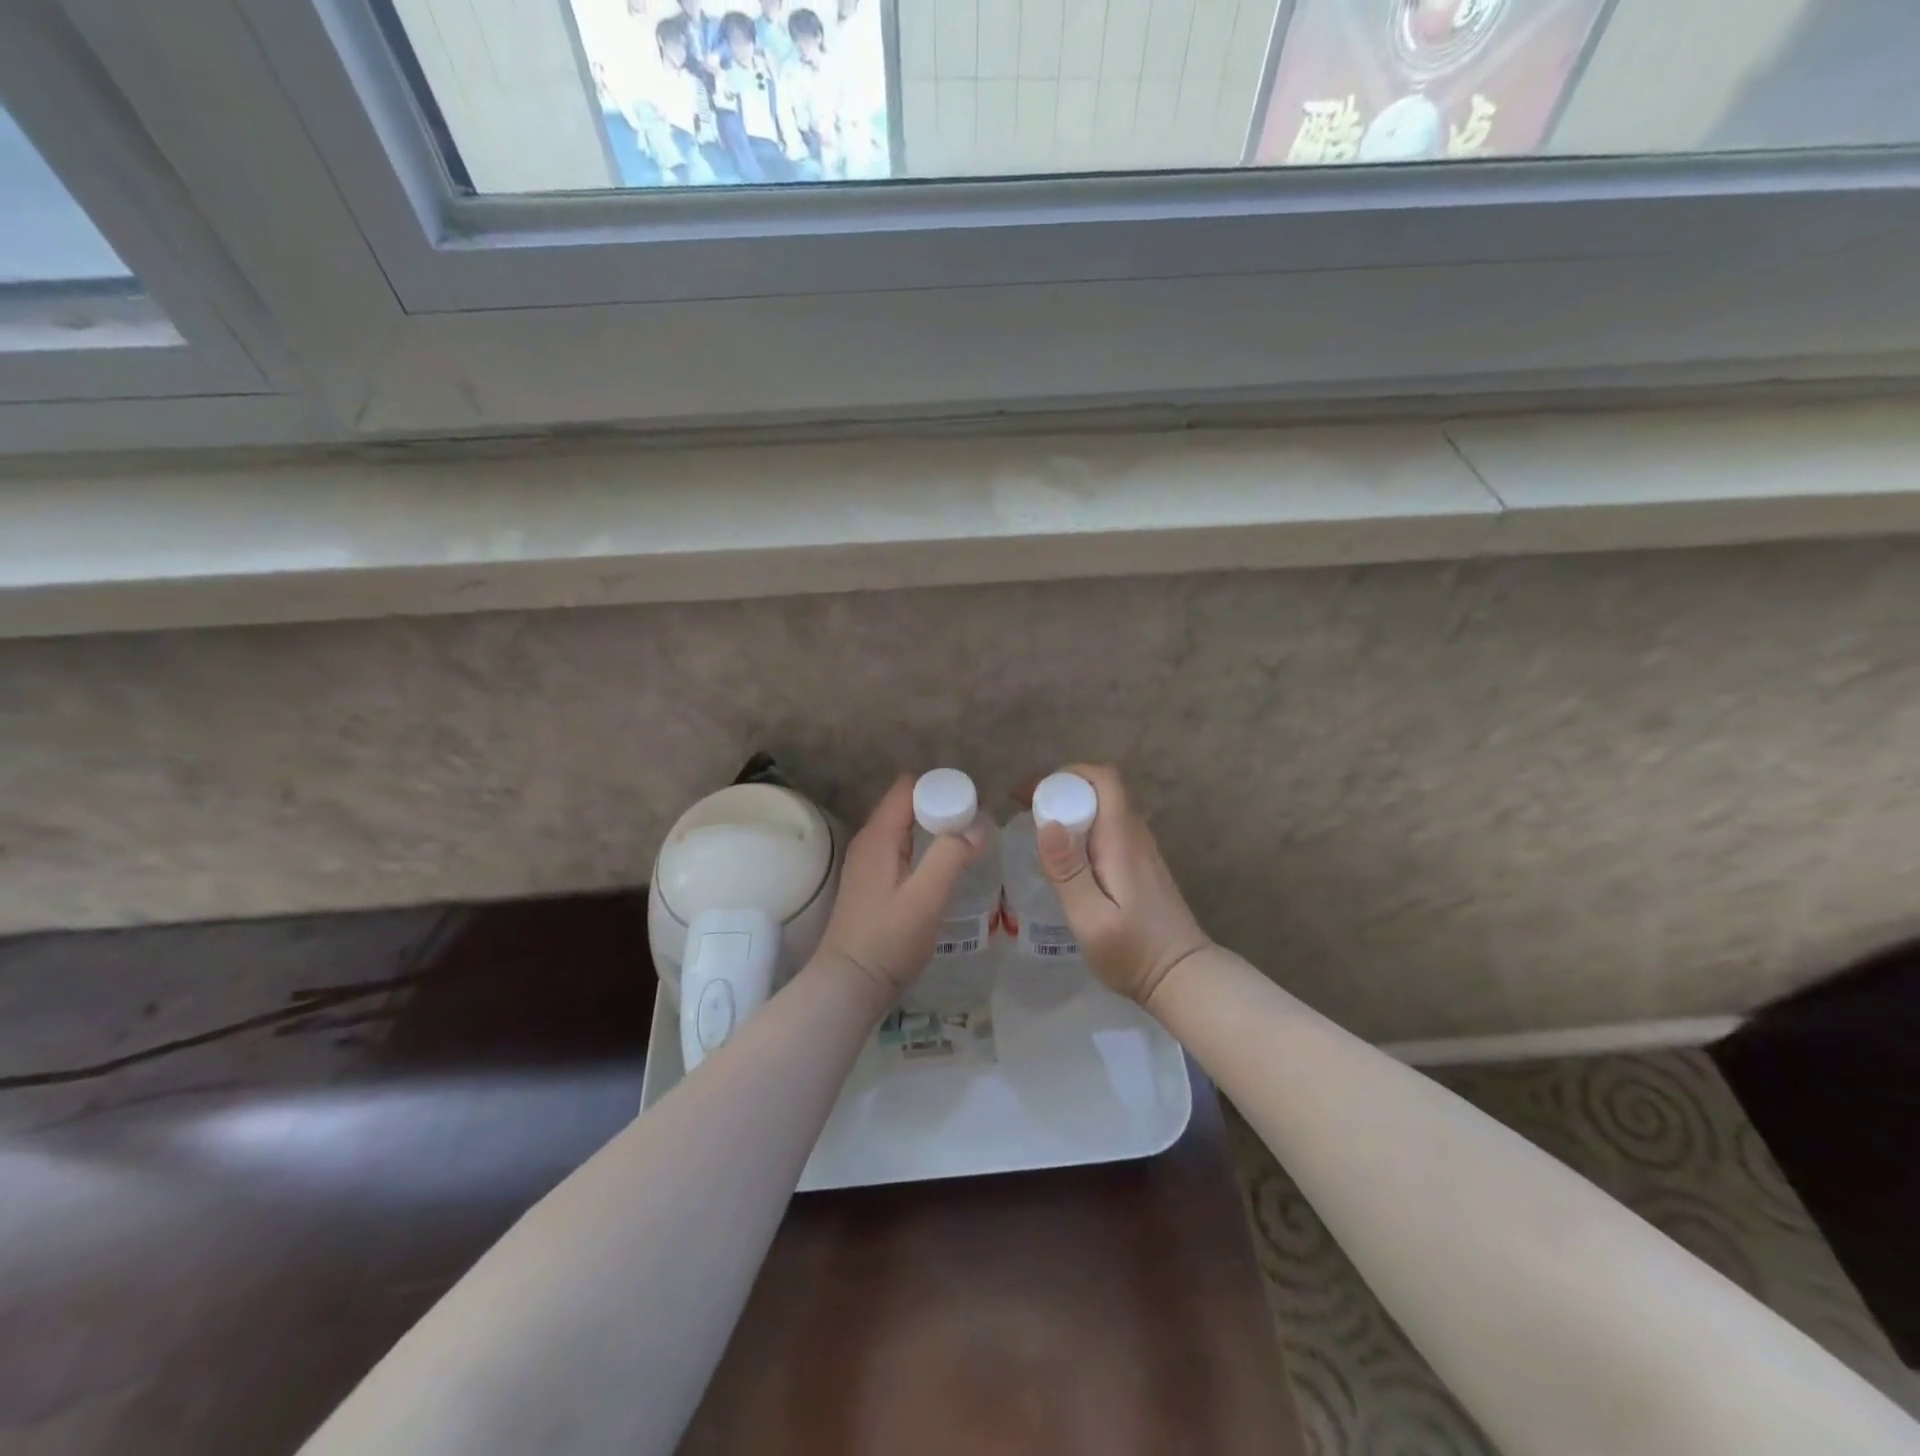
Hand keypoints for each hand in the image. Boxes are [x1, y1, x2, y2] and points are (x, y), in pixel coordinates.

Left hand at [817, 775, 989, 1002]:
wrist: (850, 986)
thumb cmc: (887, 941)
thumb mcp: (926, 898)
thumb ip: (951, 856)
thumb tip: (980, 825)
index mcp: (878, 836)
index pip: (908, 788)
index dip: (940, 788)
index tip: (972, 804)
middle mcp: (869, 842)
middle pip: (908, 805)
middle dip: (942, 807)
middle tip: (976, 827)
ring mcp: (868, 863)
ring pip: (906, 829)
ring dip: (935, 830)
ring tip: (968, 844)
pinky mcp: (873, 884)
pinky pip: (902, 850)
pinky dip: (924, 849)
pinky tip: (944, 869)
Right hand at [1037, 764, 1213, 1007]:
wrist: (1182, 978)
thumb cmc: (1134, 952)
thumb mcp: (1091, 919)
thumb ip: (1068, 872)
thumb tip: (1048, 824)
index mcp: (1122, 840)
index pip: (1103, 779)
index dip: (1066, 775)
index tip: (1031, 793)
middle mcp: (1135, 836)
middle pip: (1101, 790)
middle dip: (1061, 790)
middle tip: (1024, 810)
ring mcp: (1141, 850)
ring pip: (1105, 809)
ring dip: (1071, 808)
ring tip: (1036, 829)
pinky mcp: (1140, 865)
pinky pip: (1109, 829)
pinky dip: (1082, 828)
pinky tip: (1064, 856)